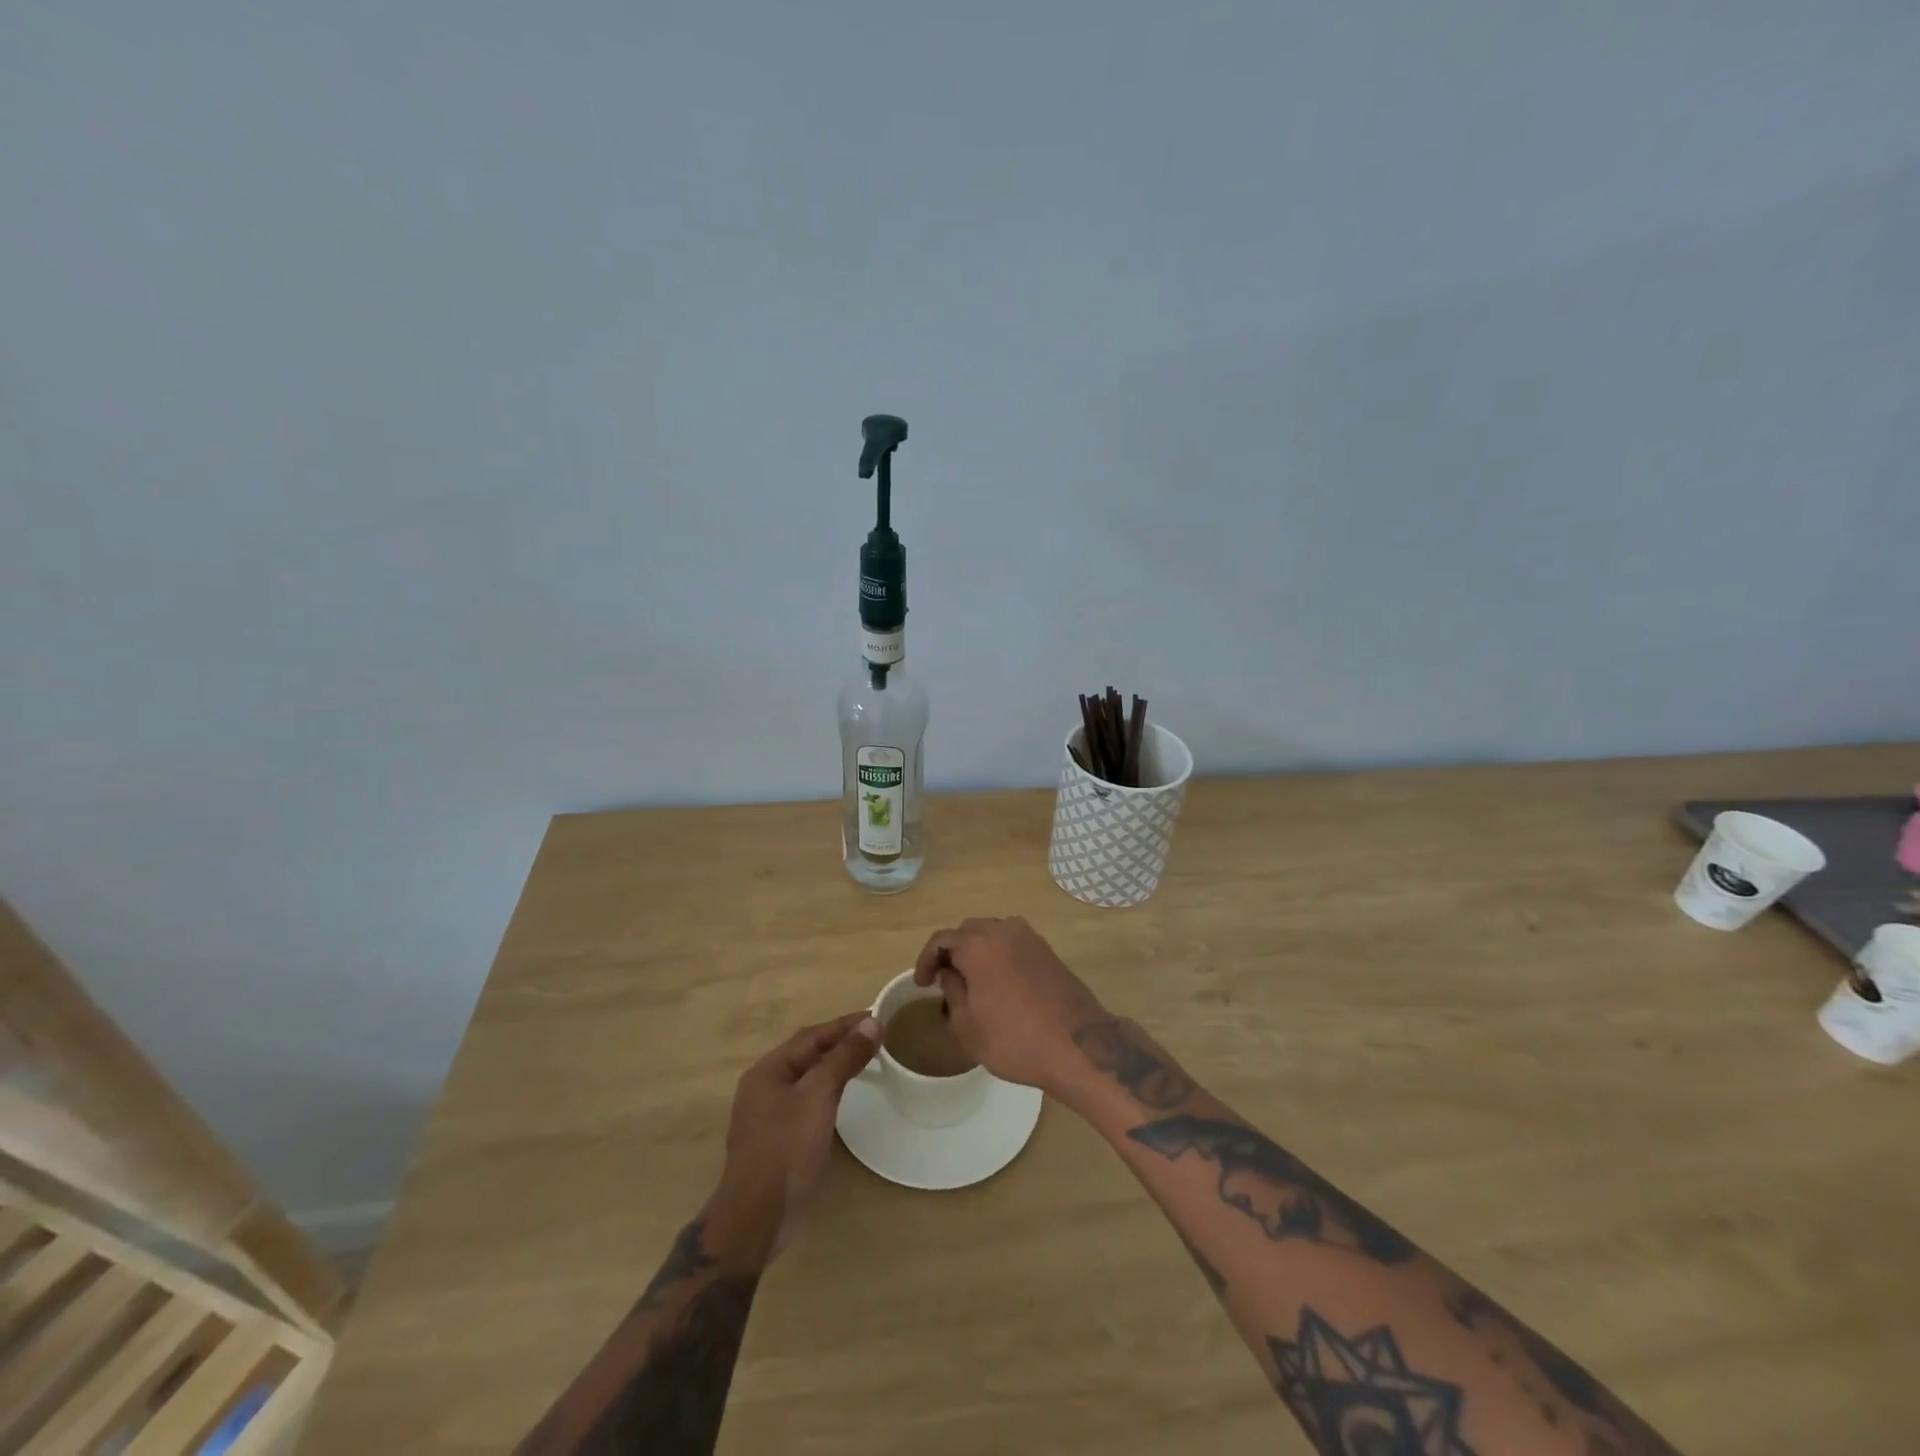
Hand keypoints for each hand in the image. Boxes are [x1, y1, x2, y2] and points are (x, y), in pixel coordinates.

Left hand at [716, 1012, 878, 1260]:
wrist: (757, 1217)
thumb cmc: (786, 1149)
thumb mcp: (819, 1096)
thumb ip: (844, 1058)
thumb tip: (871, 1023)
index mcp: (768, 1070)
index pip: (812, 1036)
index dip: (845, 1024)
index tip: (876, 1017)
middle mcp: (764, 1087)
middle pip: (808, 1054)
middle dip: (840, 1042)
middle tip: (875, 1037)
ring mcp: (768, 1115)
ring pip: (807, 1078)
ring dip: (835, 1066)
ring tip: (865, 1060)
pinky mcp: (778, 1140)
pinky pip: (807, 1101)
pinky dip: (828, 1091)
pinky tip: (844, 1098)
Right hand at [913, 917, 1104, 1093]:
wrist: (1078, 1046)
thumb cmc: (1014, 1039)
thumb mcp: (967, 1025)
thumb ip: (952, 991)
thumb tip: (950, 973)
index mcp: (978, 944)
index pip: (941, 939)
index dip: (926, 960)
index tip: (922, 984)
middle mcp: (1003, 930)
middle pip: (968, 931)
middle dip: (952, 951)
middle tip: (944, 980)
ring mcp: (1029, 938)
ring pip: (992, 933)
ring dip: (977, 950)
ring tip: (971, 980)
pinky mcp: (1047, 950)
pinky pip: (1013, 942)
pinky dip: (999, 954)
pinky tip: (999, 981)